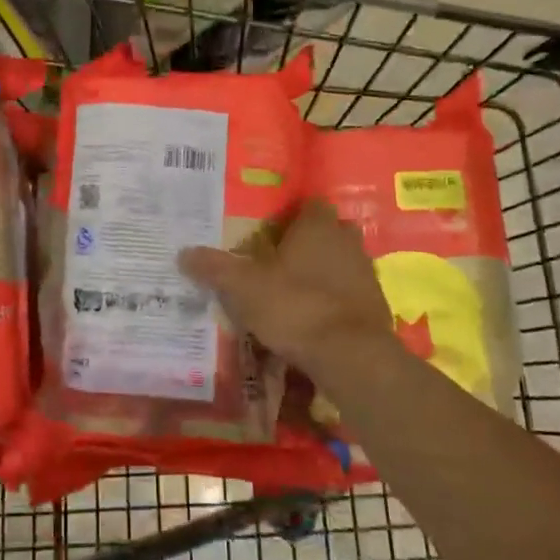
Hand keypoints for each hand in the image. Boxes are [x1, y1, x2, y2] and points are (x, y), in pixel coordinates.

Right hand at [179, 199, 395, 369]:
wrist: (351, 355)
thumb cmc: (295, 306)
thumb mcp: (243, 287)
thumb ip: (215, 267)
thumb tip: (182, 253)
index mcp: (318, 227)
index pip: (309, 205)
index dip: (291, 216)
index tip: (269, 231)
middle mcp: (347, 242)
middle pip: (328, 232)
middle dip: (307, 243)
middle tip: (277, 261)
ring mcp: (366, 274)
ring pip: (341, 263)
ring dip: (322, 272)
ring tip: (292, 292)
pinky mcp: (376, 306)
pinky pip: (349, 294)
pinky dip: (333, 301)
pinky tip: (312, 319)